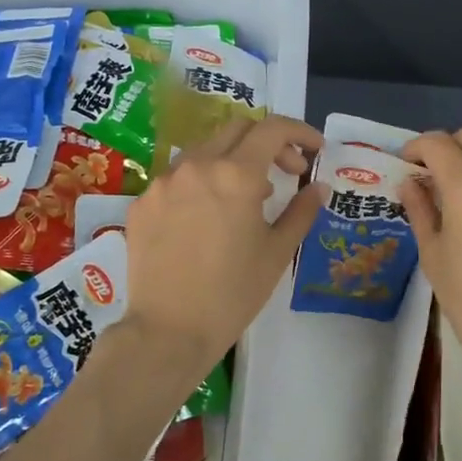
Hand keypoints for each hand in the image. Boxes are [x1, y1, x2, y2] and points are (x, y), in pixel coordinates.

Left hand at [122, 114, 322, 373]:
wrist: (168, 331)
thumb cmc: (233, 293)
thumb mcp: (277, 252)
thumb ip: (301, 211)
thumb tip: (318, 187)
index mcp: (235, 175)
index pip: (272, 129)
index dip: (300, 132)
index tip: (315, 150)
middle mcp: (196, 166)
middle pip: (237, 129)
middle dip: (269, 143)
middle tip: (287, 173)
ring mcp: (163, 182)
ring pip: (204, 151)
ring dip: (233, 161)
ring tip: (247, 198)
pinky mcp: (142, 203)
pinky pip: (177, 179)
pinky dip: (201, 184)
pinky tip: (207, 218)